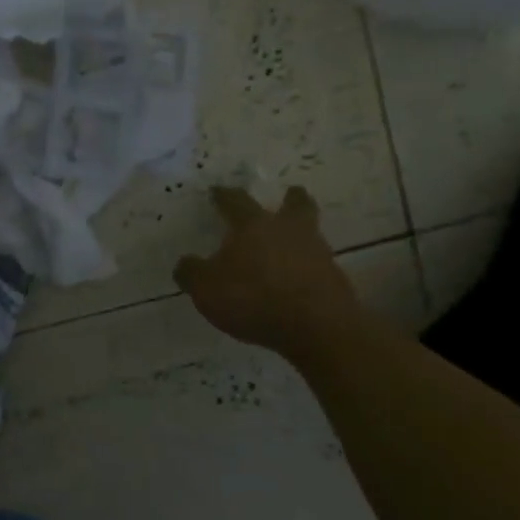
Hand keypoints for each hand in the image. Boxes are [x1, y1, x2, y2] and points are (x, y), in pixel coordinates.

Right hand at [174, 186, 361, 353]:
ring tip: (290, 246)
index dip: (224, 196)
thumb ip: (192, 273)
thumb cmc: (253, 298)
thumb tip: (185, 263)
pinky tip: (297, 282)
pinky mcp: (335, 280)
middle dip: (290, 199)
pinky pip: (318, 266)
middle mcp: (289, 231)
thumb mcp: (206, 288)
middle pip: (295, 205)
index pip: (236, 201)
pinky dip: (307, 268)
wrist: (316, 327)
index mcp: (254, 225)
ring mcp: (317, 254)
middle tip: (290, 194)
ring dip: (301, 236)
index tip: (218, 191)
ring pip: (310, 233)